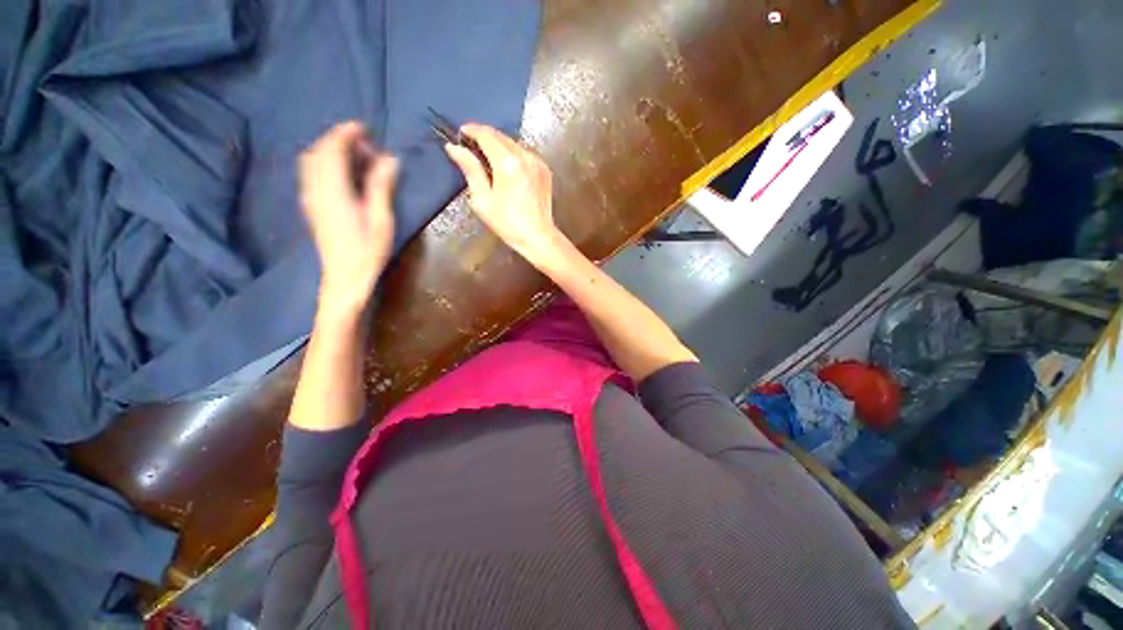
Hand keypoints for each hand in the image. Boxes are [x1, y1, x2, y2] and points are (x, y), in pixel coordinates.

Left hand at [299, 121, 398, 313]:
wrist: (345, 276)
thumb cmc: (367, 250)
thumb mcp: (380, 218)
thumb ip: (381, 186)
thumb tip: (390, 159)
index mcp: (333, 190)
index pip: (333, 149)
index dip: (346, 133)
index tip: (364, 127)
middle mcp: (315, 188)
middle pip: (319, 151)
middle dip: (339, 140)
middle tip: (366, 146)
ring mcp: (310, 197)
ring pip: (312, 161)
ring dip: (330, 151)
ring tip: (356, 157)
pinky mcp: (311, 205)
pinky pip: (311, 173)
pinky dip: (325, 163)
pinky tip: (343, 173)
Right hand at [444, 124, 564, 263]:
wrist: (538, 237)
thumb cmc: (508, 223)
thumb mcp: (483, 200)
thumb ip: (470, 170)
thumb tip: (454, 148)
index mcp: (508, 163)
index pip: (487, 135)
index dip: (471, 131)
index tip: (461, 133)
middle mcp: (525, 157)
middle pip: (501, 136)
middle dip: (484, 136)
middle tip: (471, 145)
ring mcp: (537, 163)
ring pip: (514, 143)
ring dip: (499, 145)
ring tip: (487, 157)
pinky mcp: (544, 170)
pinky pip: (525, 154)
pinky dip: (513, 154)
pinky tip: (506, 168)